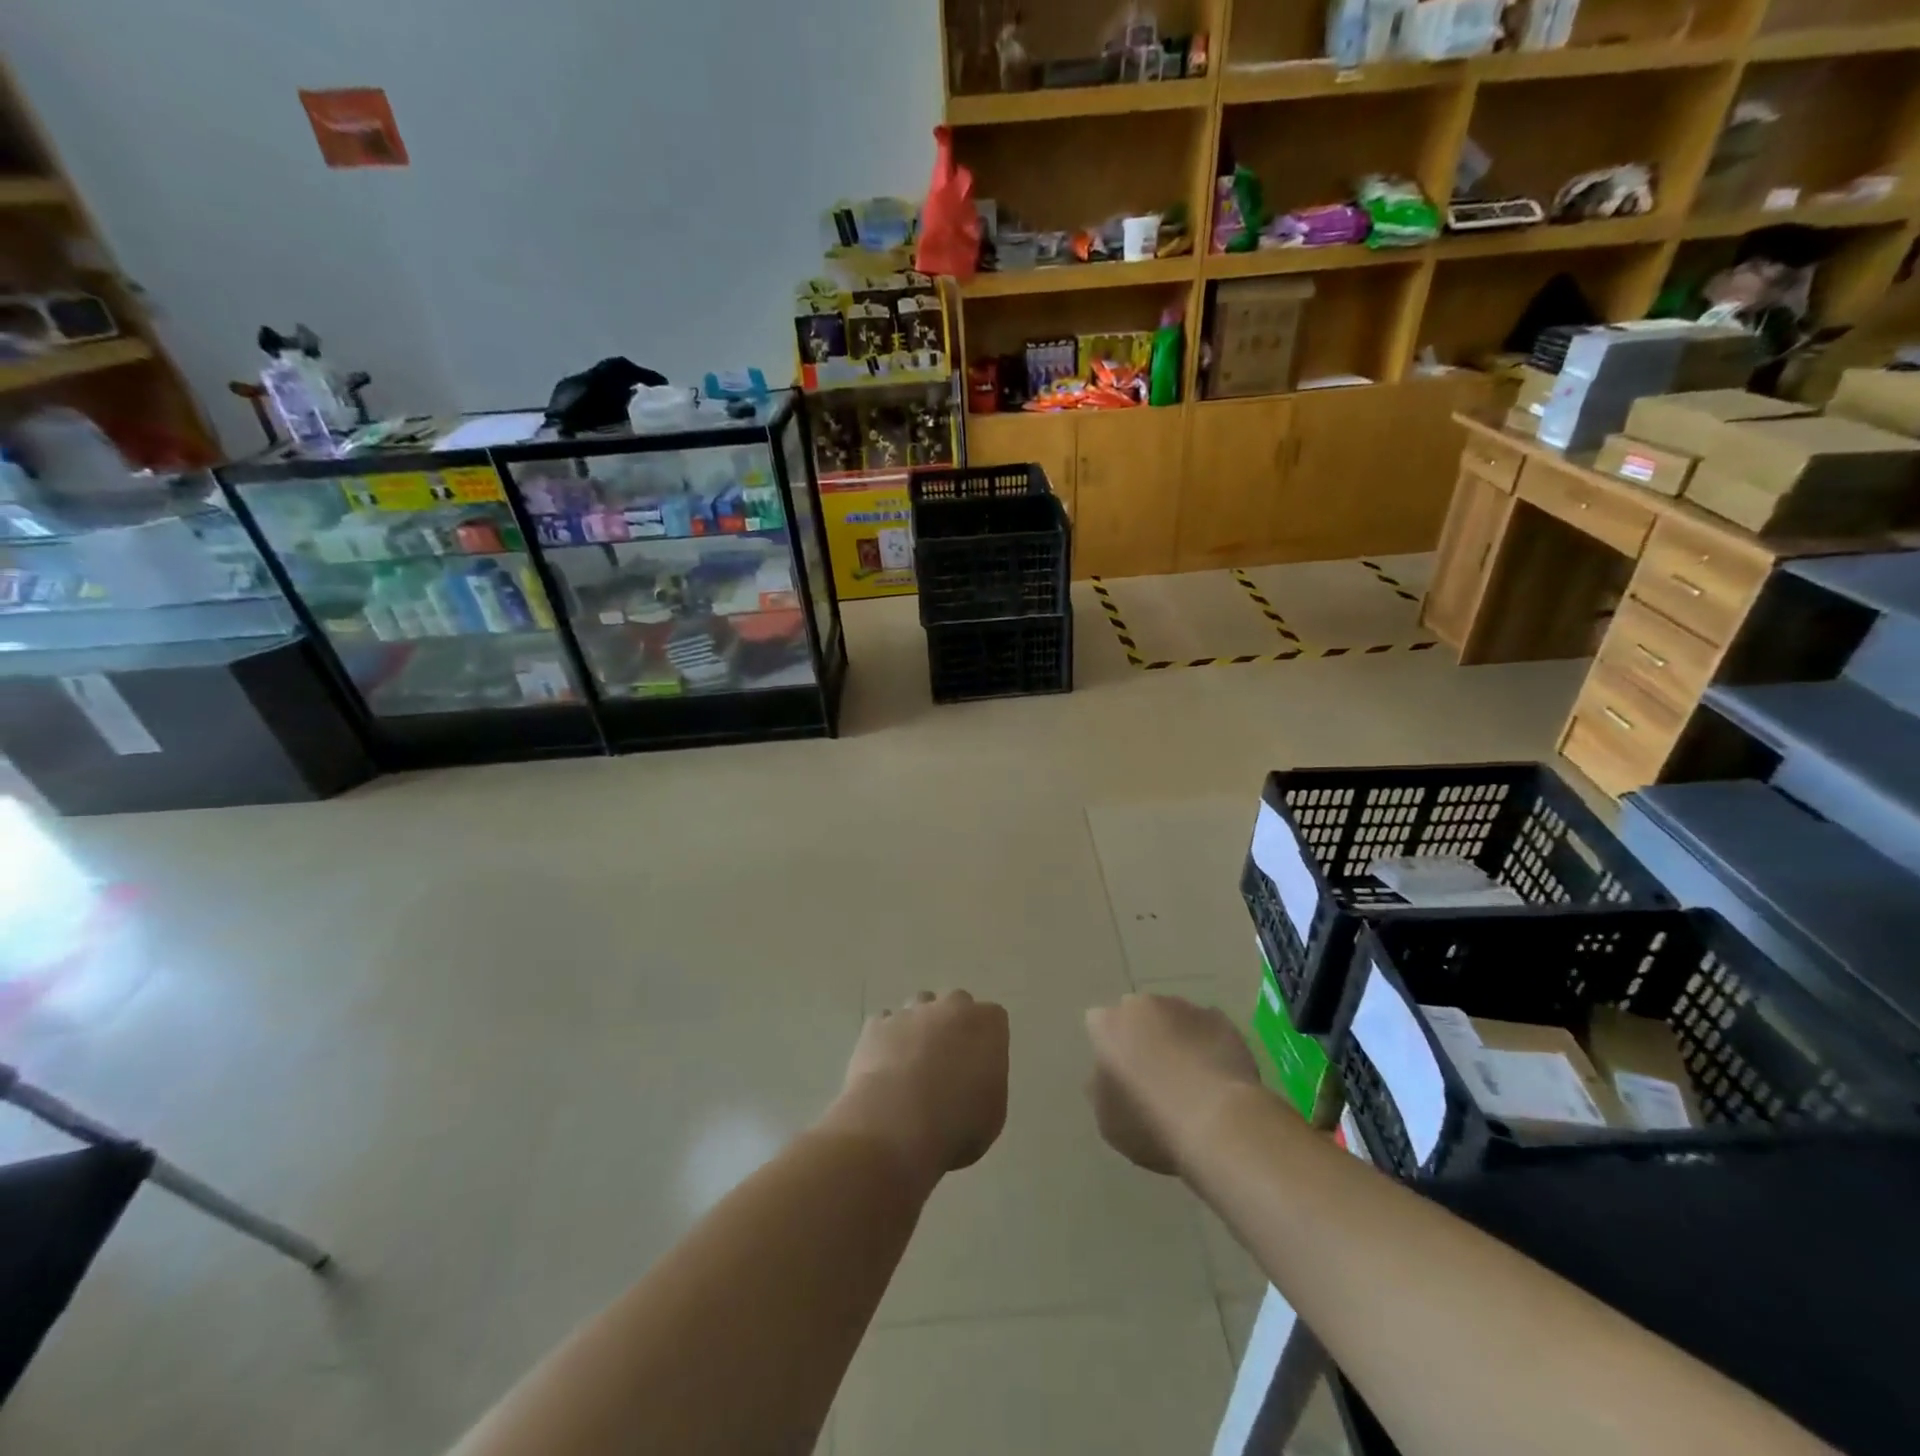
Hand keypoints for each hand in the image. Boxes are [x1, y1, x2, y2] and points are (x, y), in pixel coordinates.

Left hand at [821, 991, 1009, 1183]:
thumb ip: (988, 1082)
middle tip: (947, 1061)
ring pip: (919, 1006)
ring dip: (919, 1026)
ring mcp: (910, 1012)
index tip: (979, 1066)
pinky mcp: (877, 1024)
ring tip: (912, 1063)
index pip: (993, 1018)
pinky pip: (886, 1023)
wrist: (895, 1126)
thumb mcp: (993, 1113)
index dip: (986, 1041)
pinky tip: (885, 1067)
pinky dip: (887, 1039)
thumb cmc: (956, 1125)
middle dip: (952, 1024)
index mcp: (986, 1024)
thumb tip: (973, 1079)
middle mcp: (950, 1007)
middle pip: (955, 1003)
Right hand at [1086, 994, 1261, 1175]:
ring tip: (1189, 1078)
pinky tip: (1214, 1076)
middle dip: (1142, 1035)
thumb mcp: (1107, 1120)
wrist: (1219, 1123)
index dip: (1109, 1048)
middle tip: (1153, 1073)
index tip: (1120, 1073)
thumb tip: (1106, 1072)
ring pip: (1173, 1017)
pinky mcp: (1222, 1020)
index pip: (1099, 1024)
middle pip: (1137, 1014)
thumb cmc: (1151, 1124)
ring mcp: (1185, 1008)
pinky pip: (1207, 1028)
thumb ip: (1100, 1086)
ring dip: (1175, 1037)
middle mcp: (1143, 1005)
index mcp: (1109, 1024)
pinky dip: (1207, 1044)